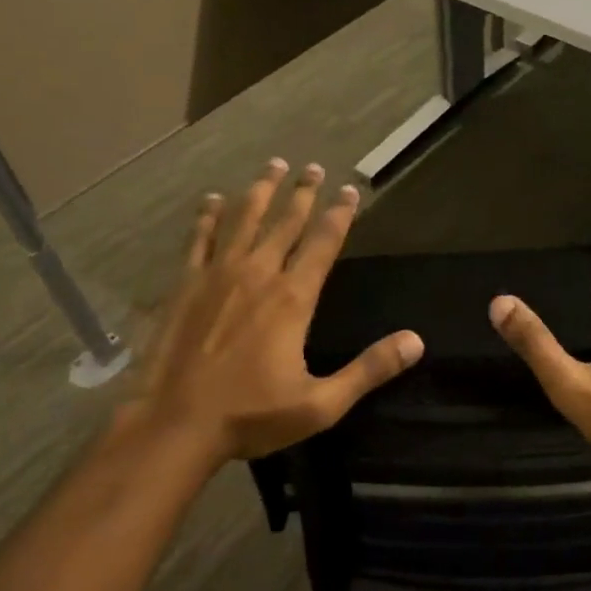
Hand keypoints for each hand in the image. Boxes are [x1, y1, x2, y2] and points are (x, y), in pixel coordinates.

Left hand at [129, 158, 422, 465]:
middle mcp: (258, 275)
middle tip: (313, 168)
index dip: (340, 214)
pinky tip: (212, 200)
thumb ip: (369, 369)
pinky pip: (199, 240)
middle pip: (286, 222)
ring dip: (260, 191)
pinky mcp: (185, 286)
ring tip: (273, 165)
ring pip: (243, 220)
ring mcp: (217, 276)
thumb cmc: (251, 415)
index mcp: (292, 298)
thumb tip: (416, 342)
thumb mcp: (321, 403)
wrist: (174, 425)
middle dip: (303, 193)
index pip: (323, 243)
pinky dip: (208, 217)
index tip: (350, 190)